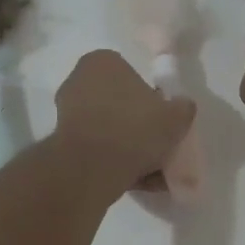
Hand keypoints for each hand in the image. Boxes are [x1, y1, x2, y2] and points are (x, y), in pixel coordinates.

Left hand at [53, 50, 195, 195]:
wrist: (92, 167)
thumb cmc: (134, 128)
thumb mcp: (175, 116)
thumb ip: (182, 108)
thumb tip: (182, 107)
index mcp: (102, 62)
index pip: (132, 76)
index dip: (150, 100)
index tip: (162, 121)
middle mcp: (78, 81)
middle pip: (118, 105)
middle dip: (137, 128)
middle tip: (158, 148)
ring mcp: (66, 113)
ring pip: (108, 132)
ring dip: (129, 150)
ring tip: (152, 174)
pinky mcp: (62, 143)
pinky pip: (96, 151)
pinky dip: (114, 164)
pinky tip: (136, 182)